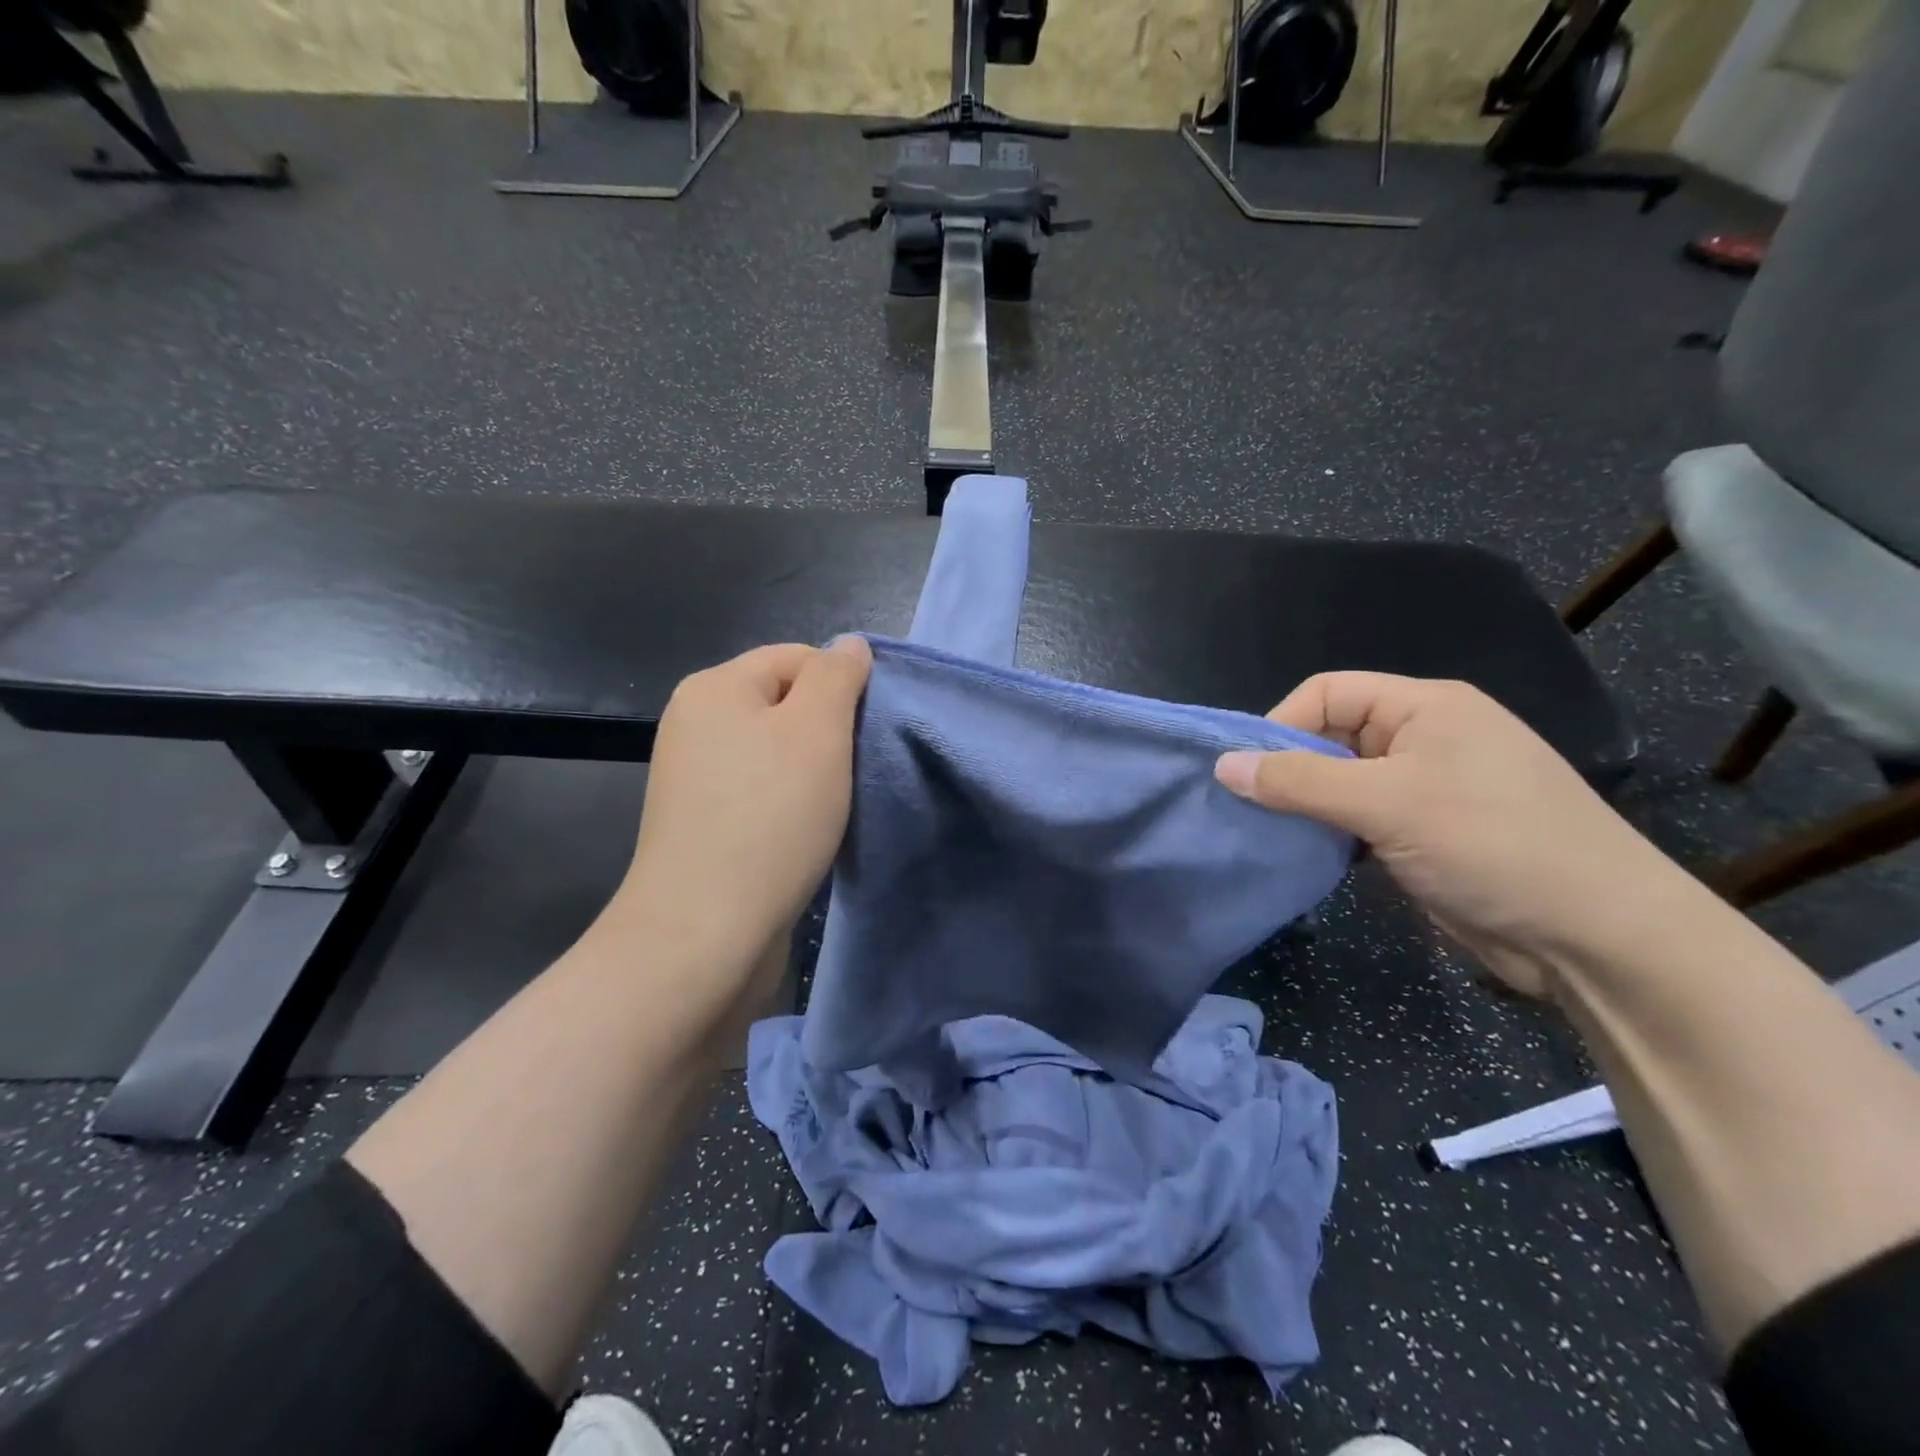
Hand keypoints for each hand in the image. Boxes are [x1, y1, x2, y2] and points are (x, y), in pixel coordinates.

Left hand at [611, 639, 871, 985]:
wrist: (704, 933)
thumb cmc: (769, 819)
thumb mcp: (818, 731)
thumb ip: (838, 677)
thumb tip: (849, 646)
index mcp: (714, 688)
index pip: (797, 658)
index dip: (841, 687)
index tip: (865, 734)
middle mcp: (695, 724)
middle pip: (784, 705)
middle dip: (828, 732)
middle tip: (855, 770)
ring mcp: (694, 778)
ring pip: (776, 753)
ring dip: (813, 774)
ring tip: (836, 806)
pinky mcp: (702, 825)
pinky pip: (760, 794)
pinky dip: (790, 806)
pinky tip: (807, 833)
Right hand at [1214, 672, 1695, 997]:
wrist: (1598, 937)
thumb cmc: (1492, 844)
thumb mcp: (1386, 803)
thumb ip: (1299, 781)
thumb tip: (1223, 765)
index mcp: (1424, 707)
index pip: (1327, 693)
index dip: (1281, 725)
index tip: (1248, 774)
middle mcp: (1425, 738)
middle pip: (1331, 736)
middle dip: (1289, 769)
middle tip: (1252, 809)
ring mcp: (1428, 788)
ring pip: (1342, 782)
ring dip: (1307, 806)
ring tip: (1272, 835)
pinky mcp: (1427, 834)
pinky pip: (1360, 819)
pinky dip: (1331, 833)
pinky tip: (1309, 856)